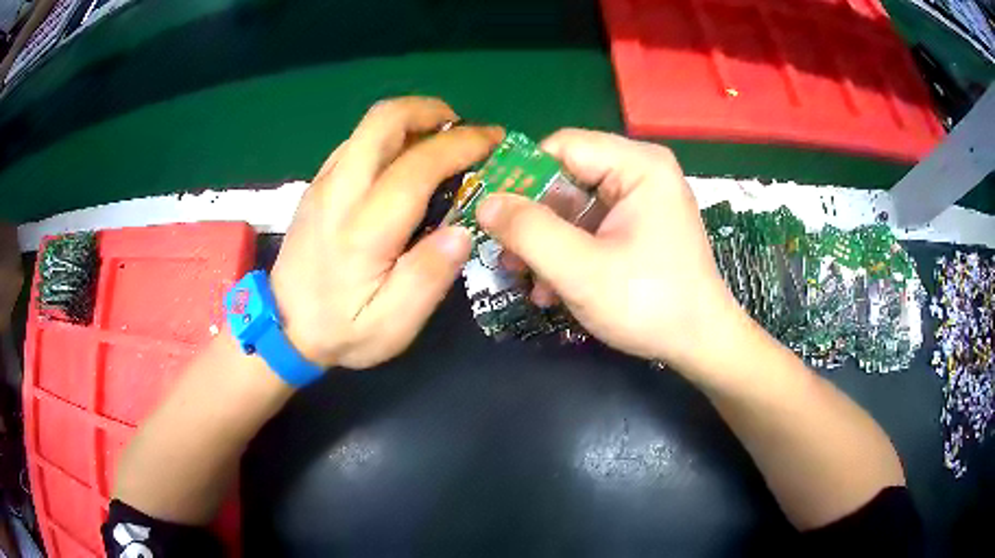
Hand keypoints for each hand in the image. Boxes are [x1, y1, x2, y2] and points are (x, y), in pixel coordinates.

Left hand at [270, 97, 503, 368]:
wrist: (281, 327)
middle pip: (383, 120)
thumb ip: (428, 278)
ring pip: (369, 127)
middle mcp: (339, 192)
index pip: (417, 164)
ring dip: (411, 121)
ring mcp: (324, 183)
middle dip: (431, 110)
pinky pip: (356, 143)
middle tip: (463, 129)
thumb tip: (463, 231)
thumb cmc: (340, 331)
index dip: (461, 144)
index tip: (493, 141)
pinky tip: (405, 161)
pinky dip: (390, 137)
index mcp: (363, 229)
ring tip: (442, 142)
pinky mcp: (317, 185)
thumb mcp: (392, 326)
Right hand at [476, 129, 741, 376]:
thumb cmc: (650, 304)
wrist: (700, 344)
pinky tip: (552, 288)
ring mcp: (640, 200)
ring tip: (527, 280)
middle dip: (532, 220)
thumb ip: (529, 231)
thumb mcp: (581, 270)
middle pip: (566, 177)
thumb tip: (484, 203)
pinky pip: (588, 227)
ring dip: (545, 243)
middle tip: (506, 255)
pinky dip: (566, 253)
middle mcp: (640, 172)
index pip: (562, 146)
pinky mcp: (637, 226)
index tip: (490, 212)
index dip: (520, 175)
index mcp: (638, 165)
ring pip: (572, 207)